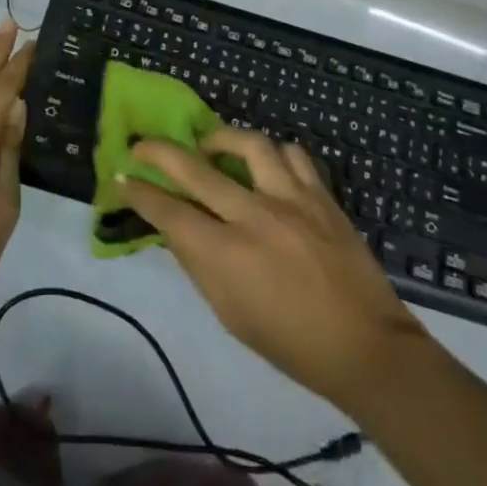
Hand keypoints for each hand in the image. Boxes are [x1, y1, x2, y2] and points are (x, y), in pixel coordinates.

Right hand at [123, 129, 430, 410]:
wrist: (364, 346)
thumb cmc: (290, 342)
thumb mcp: (230, 313)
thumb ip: (200, 264)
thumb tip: (178, 227)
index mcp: (226, 255)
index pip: (169, 212)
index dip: (140, 194)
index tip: (122, 178)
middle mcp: (254, 216)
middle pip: (195, 168)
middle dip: (159, 151)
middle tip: (142, 145)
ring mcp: (291, 199)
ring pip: (249, 144)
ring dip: (222, 139)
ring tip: (211, 146)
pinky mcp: (321, 195)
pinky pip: (292, 154)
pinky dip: (273, 153)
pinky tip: (266, 164)